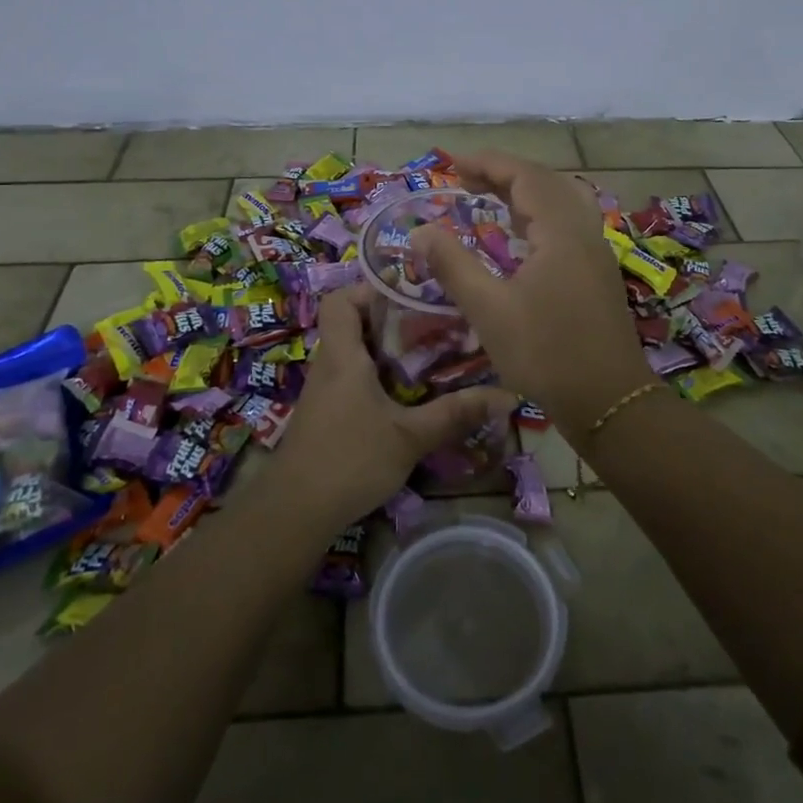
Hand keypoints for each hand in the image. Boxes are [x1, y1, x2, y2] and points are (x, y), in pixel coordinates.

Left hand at [269, 287, 517, 532]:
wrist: (295, 513)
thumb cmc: (350, 460)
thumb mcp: (410, 436)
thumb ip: (455, 413)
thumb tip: (507, 395)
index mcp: (342, 355)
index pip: (339, 300)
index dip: (368, 289)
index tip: (407, 296)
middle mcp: (328, 365)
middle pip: (351, 323)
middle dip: (390, 320)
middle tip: (431, 325)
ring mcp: (324, 392)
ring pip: (352, 353)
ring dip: (385, 351)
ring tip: (428, 356)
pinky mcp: (326, 415)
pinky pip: (351, 379)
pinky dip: (376, 377)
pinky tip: (405, 396)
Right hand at [411, 151, 653, 441]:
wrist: (608, 401)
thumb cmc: (546, 353)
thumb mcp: (489, 310)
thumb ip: (453, 265)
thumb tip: (421, 232)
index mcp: (561, 232)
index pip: (526, 176)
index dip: (489, 163)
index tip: (453, 165)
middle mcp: (584, 232)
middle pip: (547, 182)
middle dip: (506, 173)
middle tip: (467, 180)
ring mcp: (596, 252)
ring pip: (563, 201)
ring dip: (527, 192)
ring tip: (491, 199)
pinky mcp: (597, 273)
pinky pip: (569, 223)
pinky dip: (541, 214)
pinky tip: (522, 237)